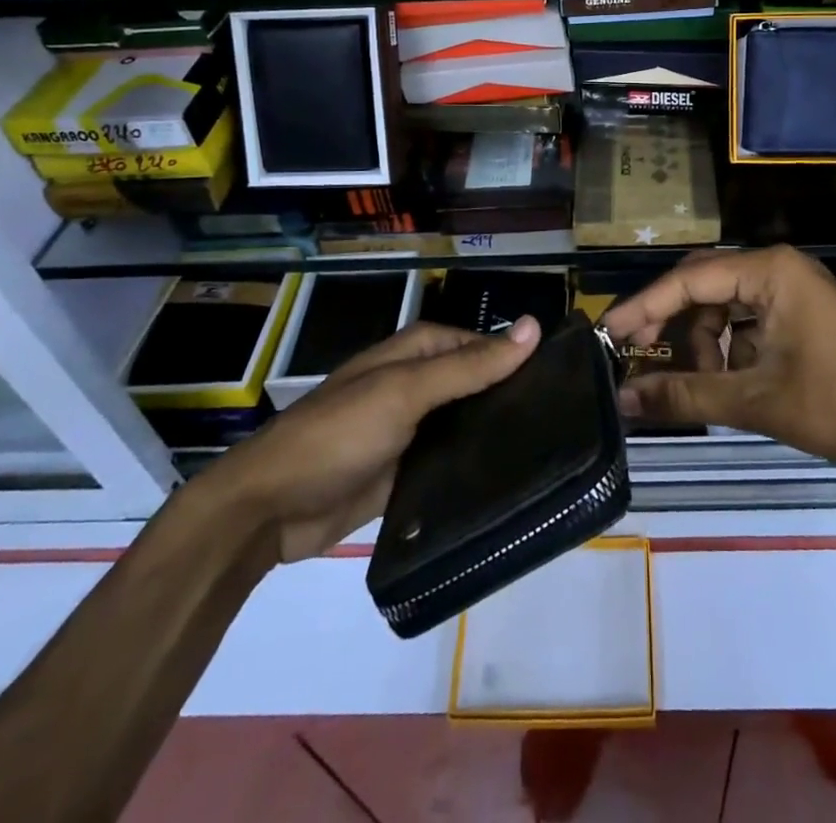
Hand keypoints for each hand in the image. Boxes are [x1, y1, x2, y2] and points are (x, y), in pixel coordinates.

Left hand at [206, 316, 539, 561]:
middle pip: (477, 384)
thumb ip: (469, 365)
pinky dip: (475, 469)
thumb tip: (532, 326)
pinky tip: (512, 482)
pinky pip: (452, 463)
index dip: (517, 356)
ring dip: (496, 435)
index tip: (563, 379)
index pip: (482, 345)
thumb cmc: (339, 433)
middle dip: (512, 397)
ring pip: (468, 424)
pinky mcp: (408, 473)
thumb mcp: (406, 391)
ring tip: (551, 452)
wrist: (271, 509)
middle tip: (565, 420)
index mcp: (417, 352)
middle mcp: (418, 385)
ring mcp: (413, 430)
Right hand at [604, 246, 835, 478]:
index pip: (689, 279)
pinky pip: (748, 322)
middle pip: (704, 286)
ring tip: (702, 388)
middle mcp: (778, 268)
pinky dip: (730, 351)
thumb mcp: (755, 401)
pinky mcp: (801, 314)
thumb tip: (622, 400)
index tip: (607, 334)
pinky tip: (731, 385)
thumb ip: (685, 395)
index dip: (644, 306)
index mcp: (769, 270)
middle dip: (671, 322)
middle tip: (636, 356)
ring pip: (725, 307)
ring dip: (704, 344)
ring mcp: (793, 290)